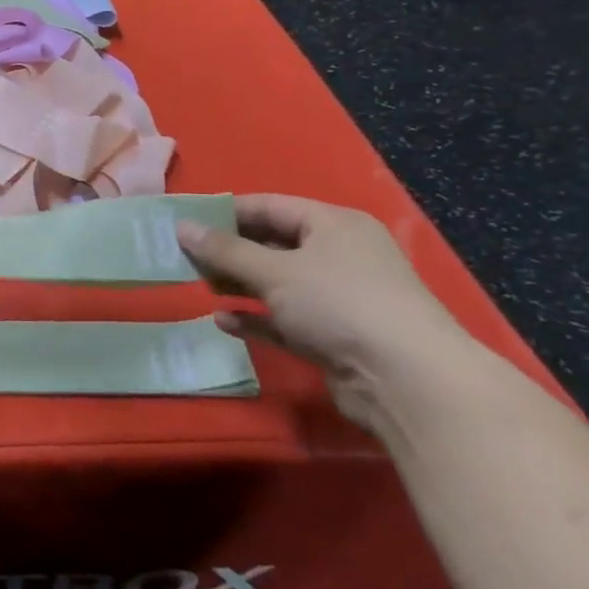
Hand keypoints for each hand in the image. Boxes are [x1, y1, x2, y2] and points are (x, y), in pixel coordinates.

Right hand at [177, 195, 474, 430]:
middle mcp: (338, 255)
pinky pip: (285, 319)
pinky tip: (224, 321)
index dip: (225, 212)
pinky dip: (256, 318)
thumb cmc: (340, 304)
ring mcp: (339, 298)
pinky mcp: (334, 337)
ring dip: (240, 284)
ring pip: (277, 282)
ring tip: (201, 286)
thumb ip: (225, 250)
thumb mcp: (275, 271)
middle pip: (271, 244)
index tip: (185, 221)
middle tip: (185, 257)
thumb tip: (180, 227)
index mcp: (333, 224)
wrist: (408, 382)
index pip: (269, 206)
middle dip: (229, 251)